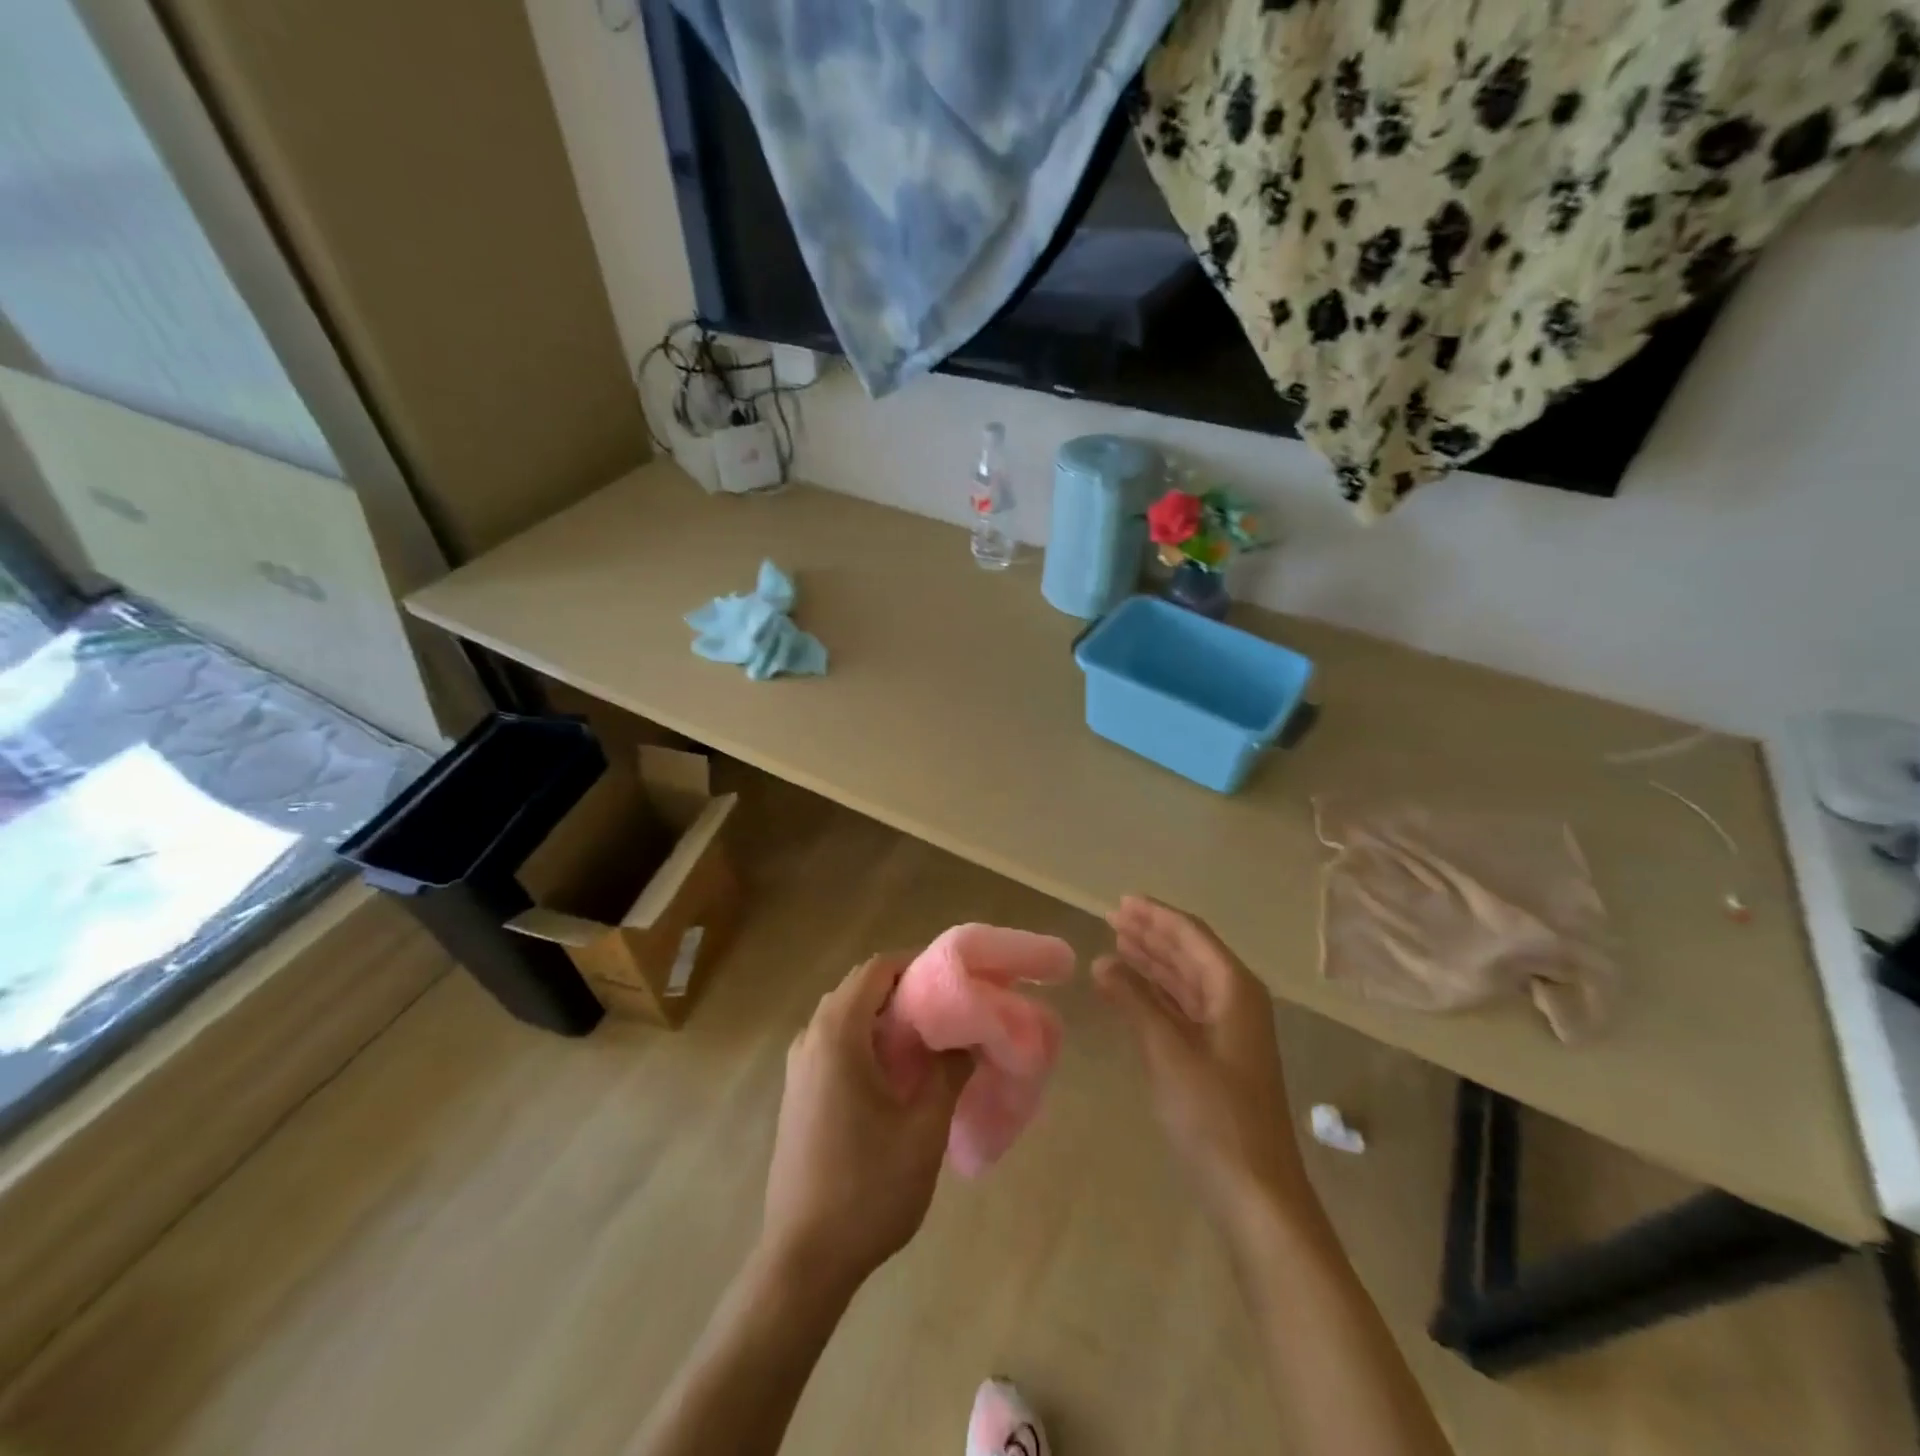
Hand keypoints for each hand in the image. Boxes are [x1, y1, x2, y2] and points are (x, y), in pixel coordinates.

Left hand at [761, 953, 972, 1297]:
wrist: (803, 1260)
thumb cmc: (868, 1189)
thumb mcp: (923, 1129)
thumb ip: (949, 1072)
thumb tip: (968, 1038)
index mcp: (837, 1035)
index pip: (877, 970)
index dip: (917, 964)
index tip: (955, 980)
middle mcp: (811, 1038)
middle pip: (860, 987)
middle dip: (904, 988)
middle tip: (949, 1007)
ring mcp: (799, 1066)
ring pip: (846, 1015)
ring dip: (885, 1015)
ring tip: (929, 1037)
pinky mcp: (798, 1091)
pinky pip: (835, 1042)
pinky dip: (867, 1038)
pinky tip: (897, 1071)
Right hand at [1095, 897, 1310, 1237]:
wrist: (1256, 1195)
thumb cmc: (1214, 1117)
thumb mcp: (1168, 1052)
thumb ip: (1134, 1002)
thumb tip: (1102, 960)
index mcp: (1234, 990)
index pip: (1192, 936)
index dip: (1156, 916)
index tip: (1122, 900)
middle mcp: (1236, 1002)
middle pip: (1190, 954)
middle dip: (1152, 934)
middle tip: (1112, 917)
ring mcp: (1228, 1032)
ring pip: (1186, 981)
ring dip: (1153, 961)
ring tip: (1117, 943)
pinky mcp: (1217, 1058)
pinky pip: (1183, 1008)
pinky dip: (1156, 995)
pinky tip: (1130, 991)